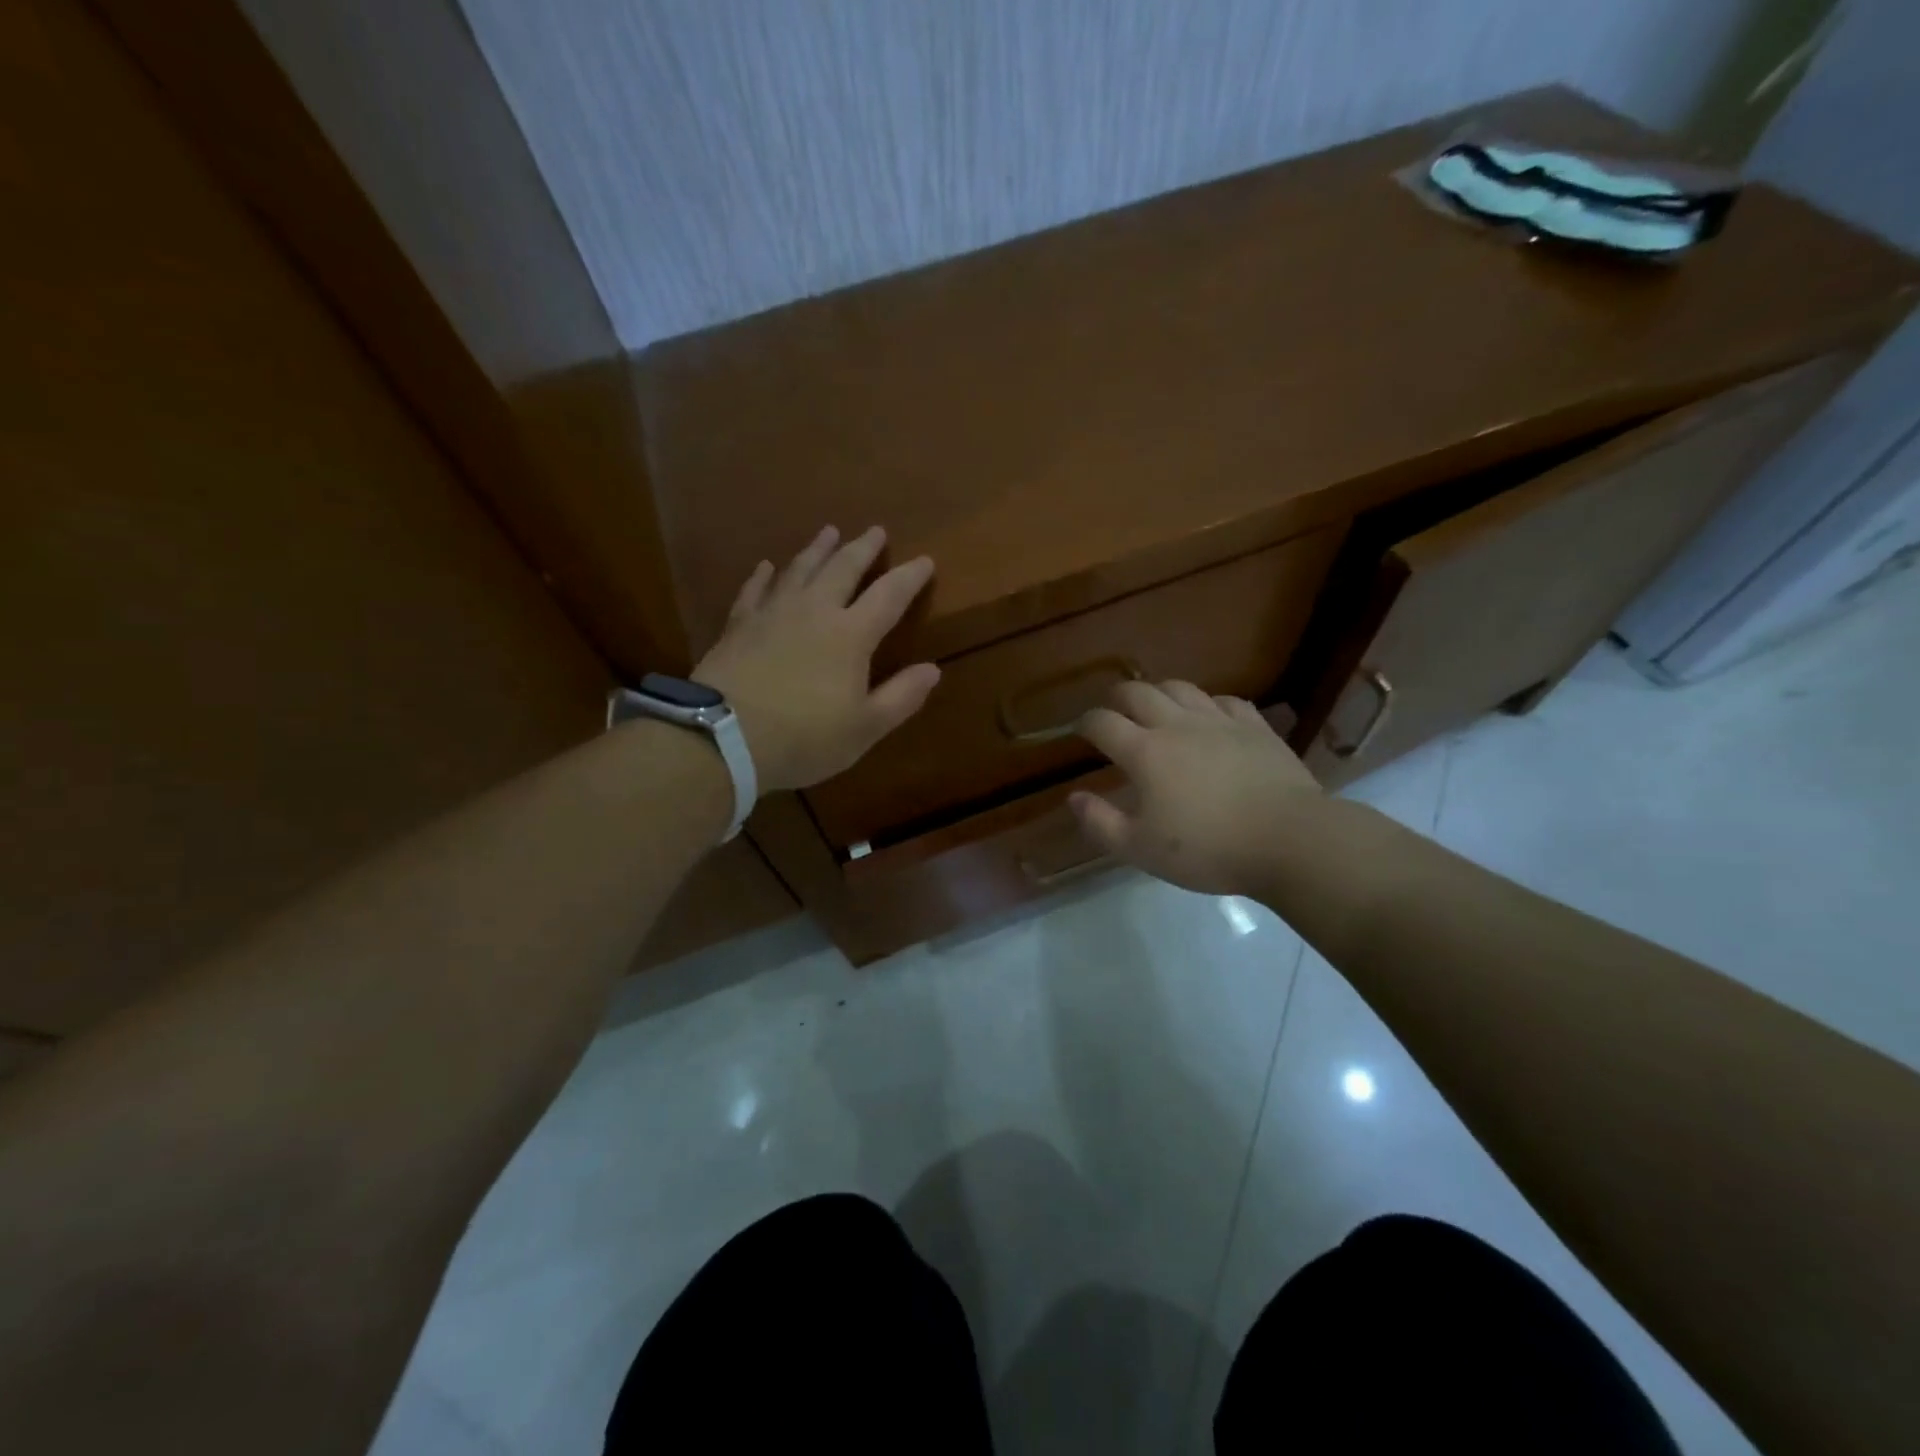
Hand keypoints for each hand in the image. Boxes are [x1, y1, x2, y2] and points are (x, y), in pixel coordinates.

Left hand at [693, 525, 939, 793]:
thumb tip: (932, 669)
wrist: (722, 738)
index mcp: (851, 635)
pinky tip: (768, 566)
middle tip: (876, 530)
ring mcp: (772, 613)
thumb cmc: (803, 738)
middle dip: (863, 548)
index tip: (924, 560)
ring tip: (829, 532)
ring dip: (818, 549)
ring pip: (800, 569)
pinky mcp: (739, 624)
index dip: (909, 577)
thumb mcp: (864, 728)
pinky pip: (755, 589)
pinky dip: (765, 575)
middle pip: (843, 568)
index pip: (889, 595)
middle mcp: (814, 611)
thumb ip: (901, 697)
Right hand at [1070, 680, 1320, 895]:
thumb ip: (1100, 823)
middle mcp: (1177, 725)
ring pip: (1180, 688)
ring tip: (1157, 708)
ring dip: (1160, 693)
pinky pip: (1225, 701)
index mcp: (1145, 752)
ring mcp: (1219, 721)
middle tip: (1114, 713)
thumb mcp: (1141, 850)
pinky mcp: (1255, 726)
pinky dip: (1207, 704)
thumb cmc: (1208, 849)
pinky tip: (1210, 718)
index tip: (1081, 732)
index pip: (1103, 722)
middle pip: (1138, 692)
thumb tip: (1074, 797)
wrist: (1289, 840)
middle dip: (1118, 698)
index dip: (1086, 723)